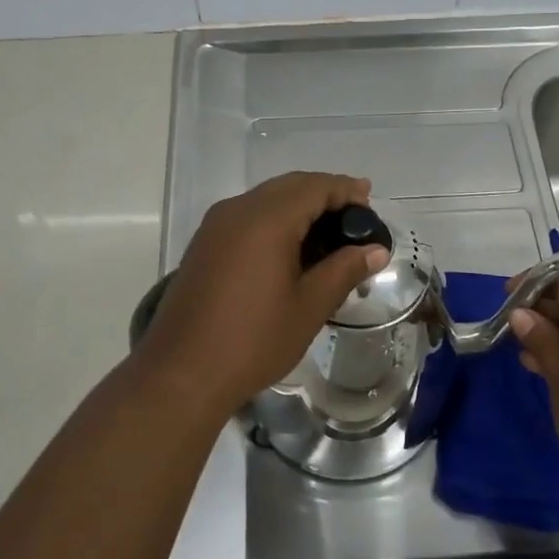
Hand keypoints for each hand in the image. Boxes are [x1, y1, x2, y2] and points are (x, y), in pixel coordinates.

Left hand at [136, 172, 389, 414]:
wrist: (181, 372)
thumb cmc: (253, 340)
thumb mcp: (309, 307)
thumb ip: (344, 270)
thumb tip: (376, 250)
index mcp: (266, 220)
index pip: (313, 187)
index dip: (344, 189)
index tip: (369, 198)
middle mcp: (238, 210)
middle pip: (288, 186)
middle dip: (323, 193)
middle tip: (354, 214)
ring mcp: (215, 226)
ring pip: (265, 198)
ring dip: (298, 205)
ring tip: (328, 230)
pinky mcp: (204, 244)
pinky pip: (247, 215)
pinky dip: (274, 218)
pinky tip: (290, 246)